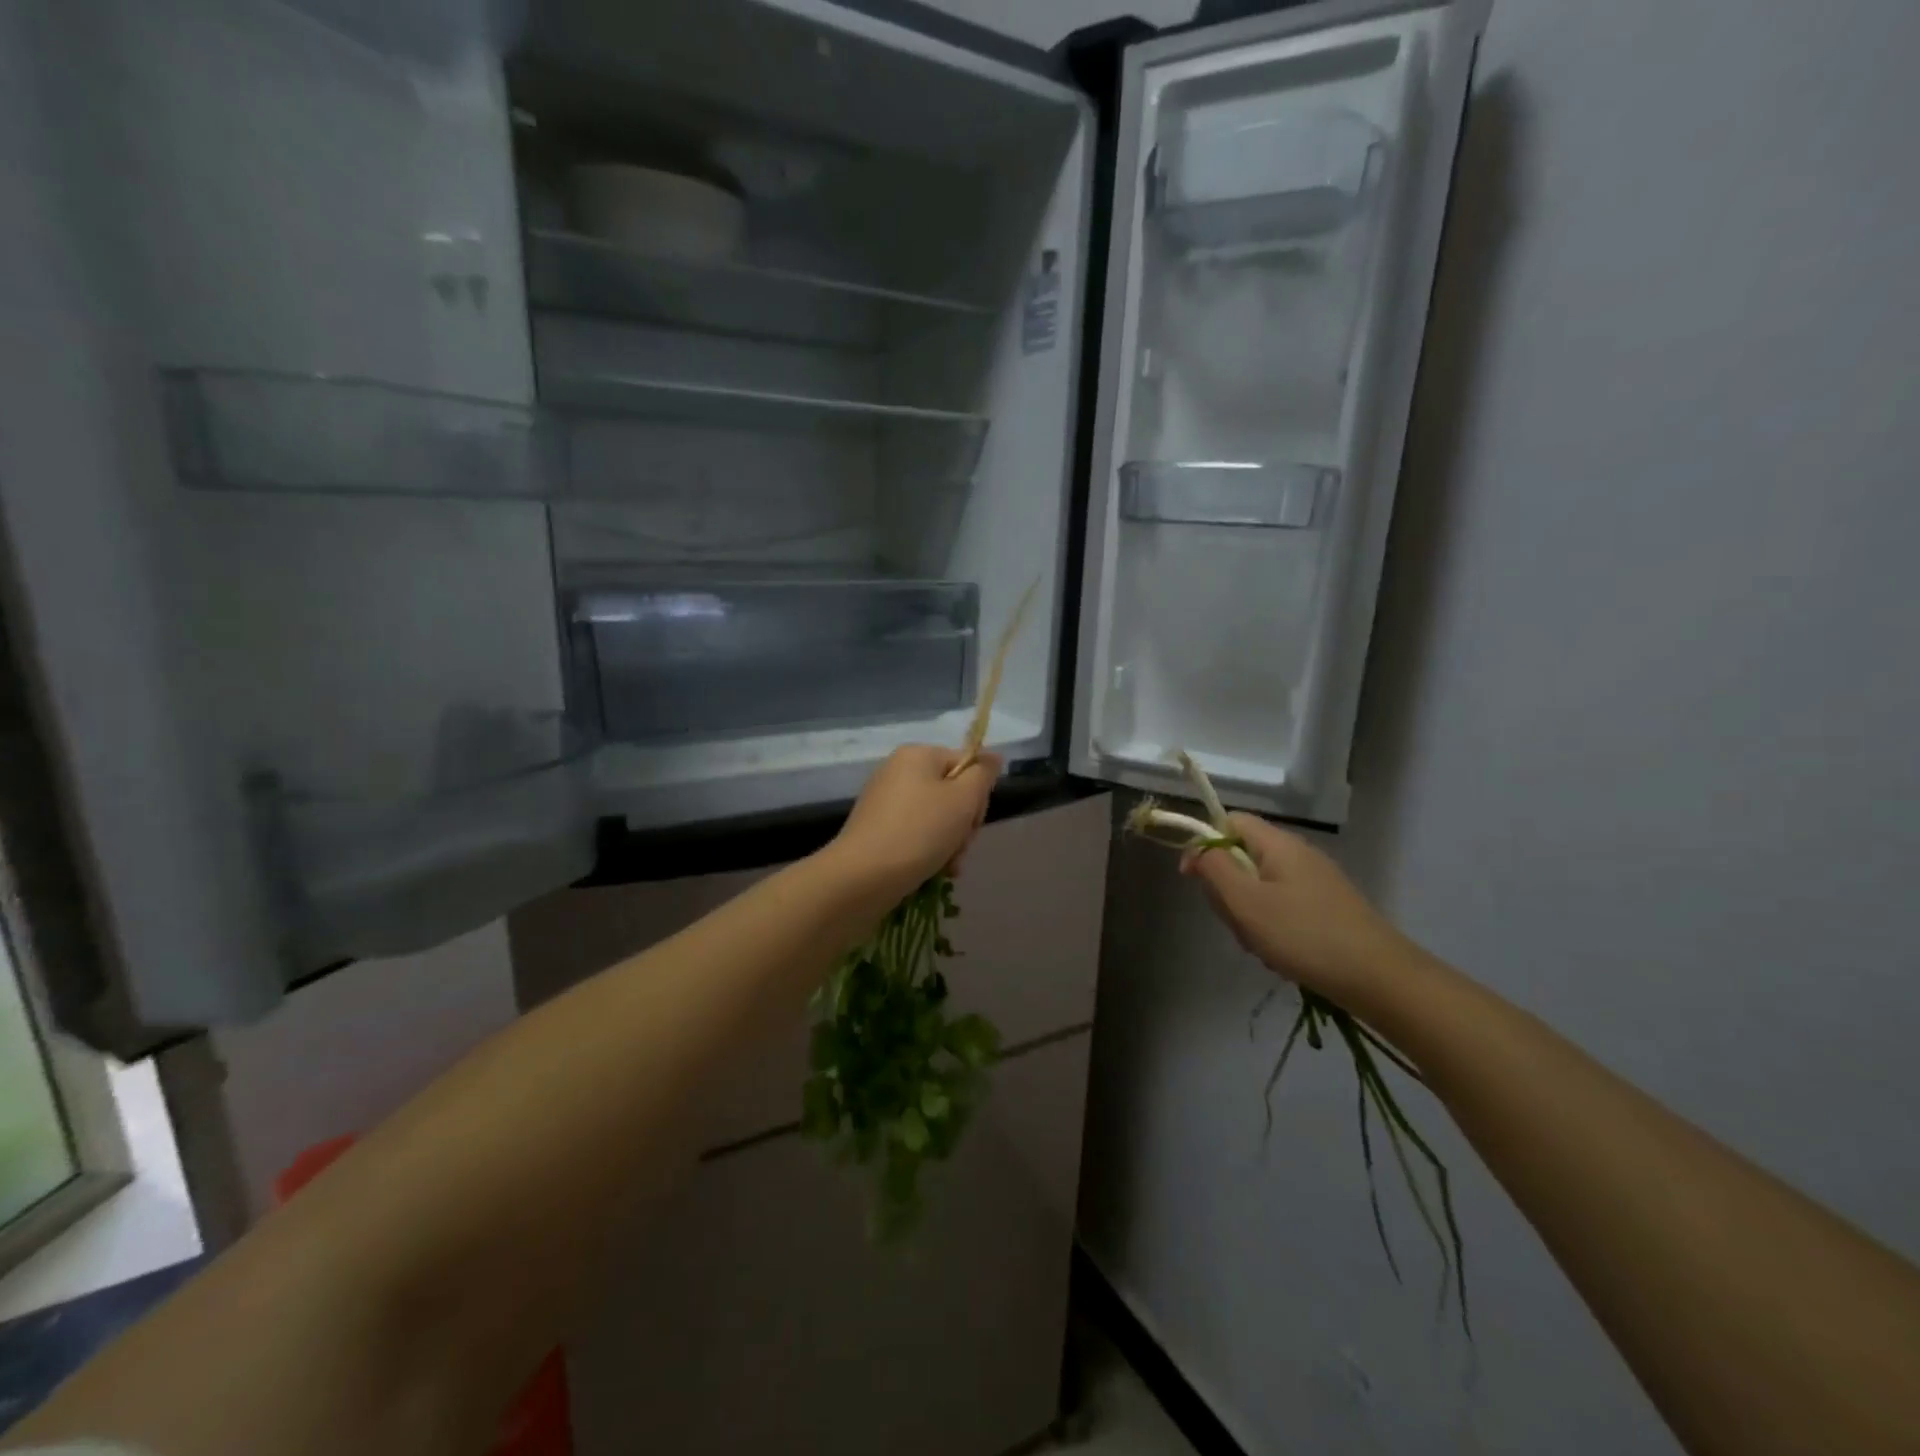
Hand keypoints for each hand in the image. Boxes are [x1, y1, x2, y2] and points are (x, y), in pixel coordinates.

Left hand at [831, 745, 1002, 896]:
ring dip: (949, 843)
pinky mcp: (876, 830)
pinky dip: (928, 851)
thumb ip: (983, 774)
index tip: (972, 822)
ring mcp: (884, 802)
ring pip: (935, 818)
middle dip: (962, 824)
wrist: (862, 878)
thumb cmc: (919, 832)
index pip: (966, 765)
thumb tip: (992, 757)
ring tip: (947, 867)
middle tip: (960, 847)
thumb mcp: (963, 799)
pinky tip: (933, 872)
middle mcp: (897, 771)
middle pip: (951, 792)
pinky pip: (914, 834)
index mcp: (917, 755)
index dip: (977, 795)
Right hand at [1183, 813, 1412, 1004]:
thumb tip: (1198, 849)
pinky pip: (1282, 907)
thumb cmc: (1303, 934)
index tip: (1193, 877)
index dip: (1205, 843)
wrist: (1379, 977)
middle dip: (1229, 889)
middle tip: (1236, 921)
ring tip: (1260, 944)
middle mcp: (1298, 854)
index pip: (1230, 821)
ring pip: (1259, 887)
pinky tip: (1280, 954)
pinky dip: (1271, 927)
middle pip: (1242, 856)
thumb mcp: (1246, 902)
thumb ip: (1215, 869)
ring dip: (1249, 915)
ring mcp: (1315, 881)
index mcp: (1278, 843)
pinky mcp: (1326, 907)